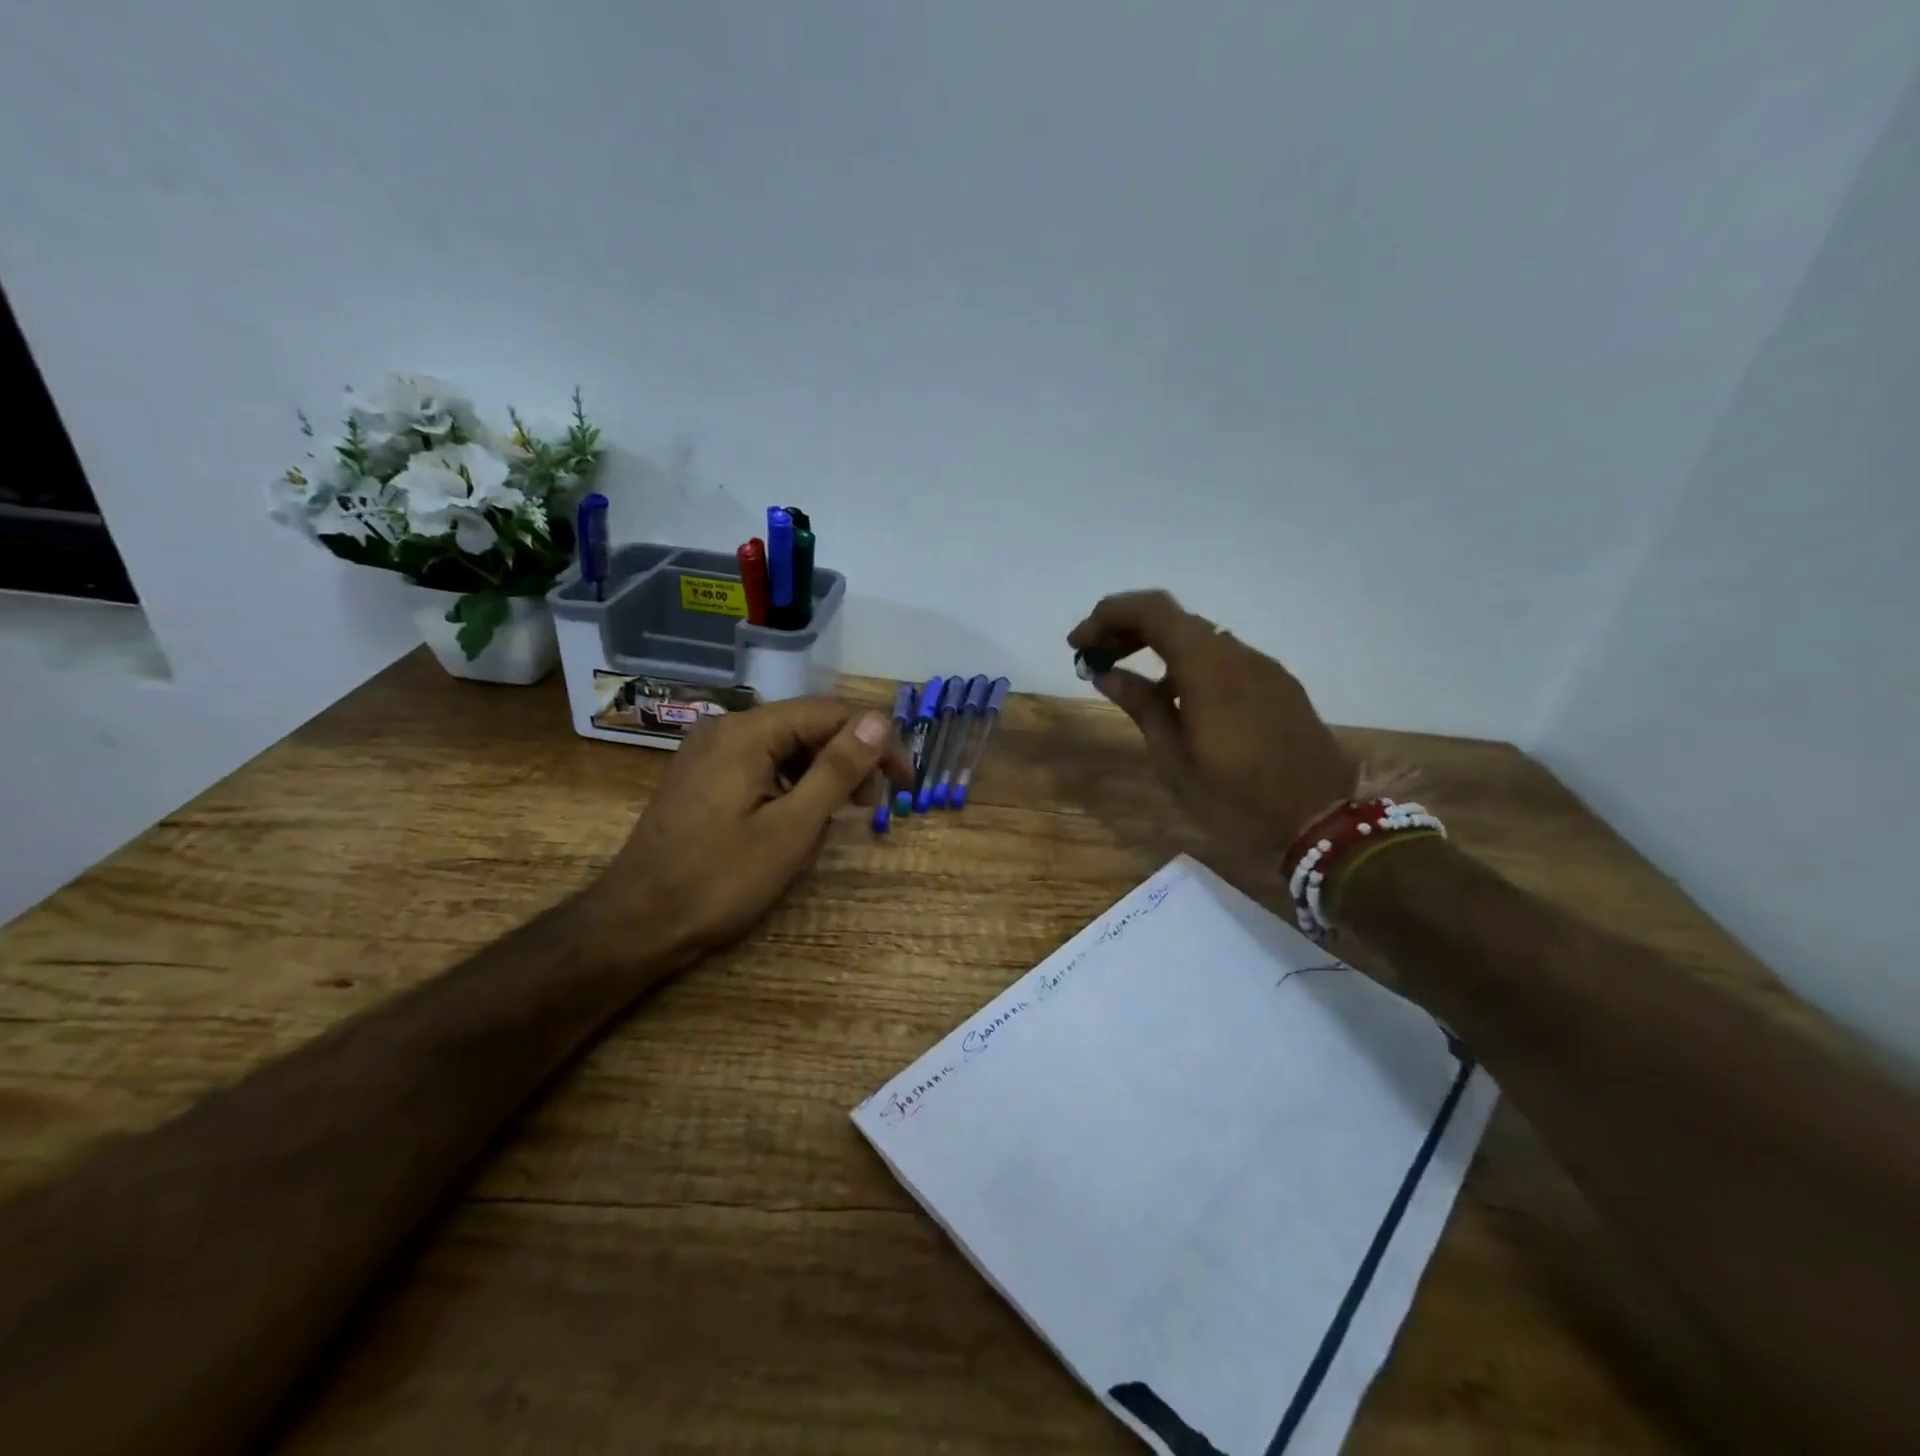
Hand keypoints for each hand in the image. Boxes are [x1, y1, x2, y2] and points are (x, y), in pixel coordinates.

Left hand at [584, 698, 908, 969]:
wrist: (635, 924)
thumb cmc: (719, 880)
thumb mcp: (791, 828)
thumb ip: (837, 770)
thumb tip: (879, 721)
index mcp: (747, 732)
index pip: (831, 714)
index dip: (876, 743)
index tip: (904, 784)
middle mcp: (726, 728)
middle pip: (808, 727)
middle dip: (848, 761)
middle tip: (870, 808)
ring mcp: (709, 752)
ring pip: (786, 748)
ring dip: (821, 777)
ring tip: (836, 821)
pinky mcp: (702, 777)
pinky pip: (761, 766)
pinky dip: (791, 787)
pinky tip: (796, 822)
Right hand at [1068, 589, 1353, 849]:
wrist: (1321, 824)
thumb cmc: (1235, 799)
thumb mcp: (1174, 760)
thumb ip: (1142, 706)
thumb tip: (1107, 673)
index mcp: (1208, 668)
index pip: (1152, 611)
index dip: (1108, 615)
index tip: (1078, 643)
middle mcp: (1237, 654)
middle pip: (1174, 619)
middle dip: (1127, 629)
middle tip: (1094, 658)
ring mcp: (1264, 668)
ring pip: (1200, 637)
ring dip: (1157, 646)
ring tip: (1128, 679)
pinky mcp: (1279, 686)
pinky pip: (1224, 659)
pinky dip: (1188, 664)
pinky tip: (1175, 698)